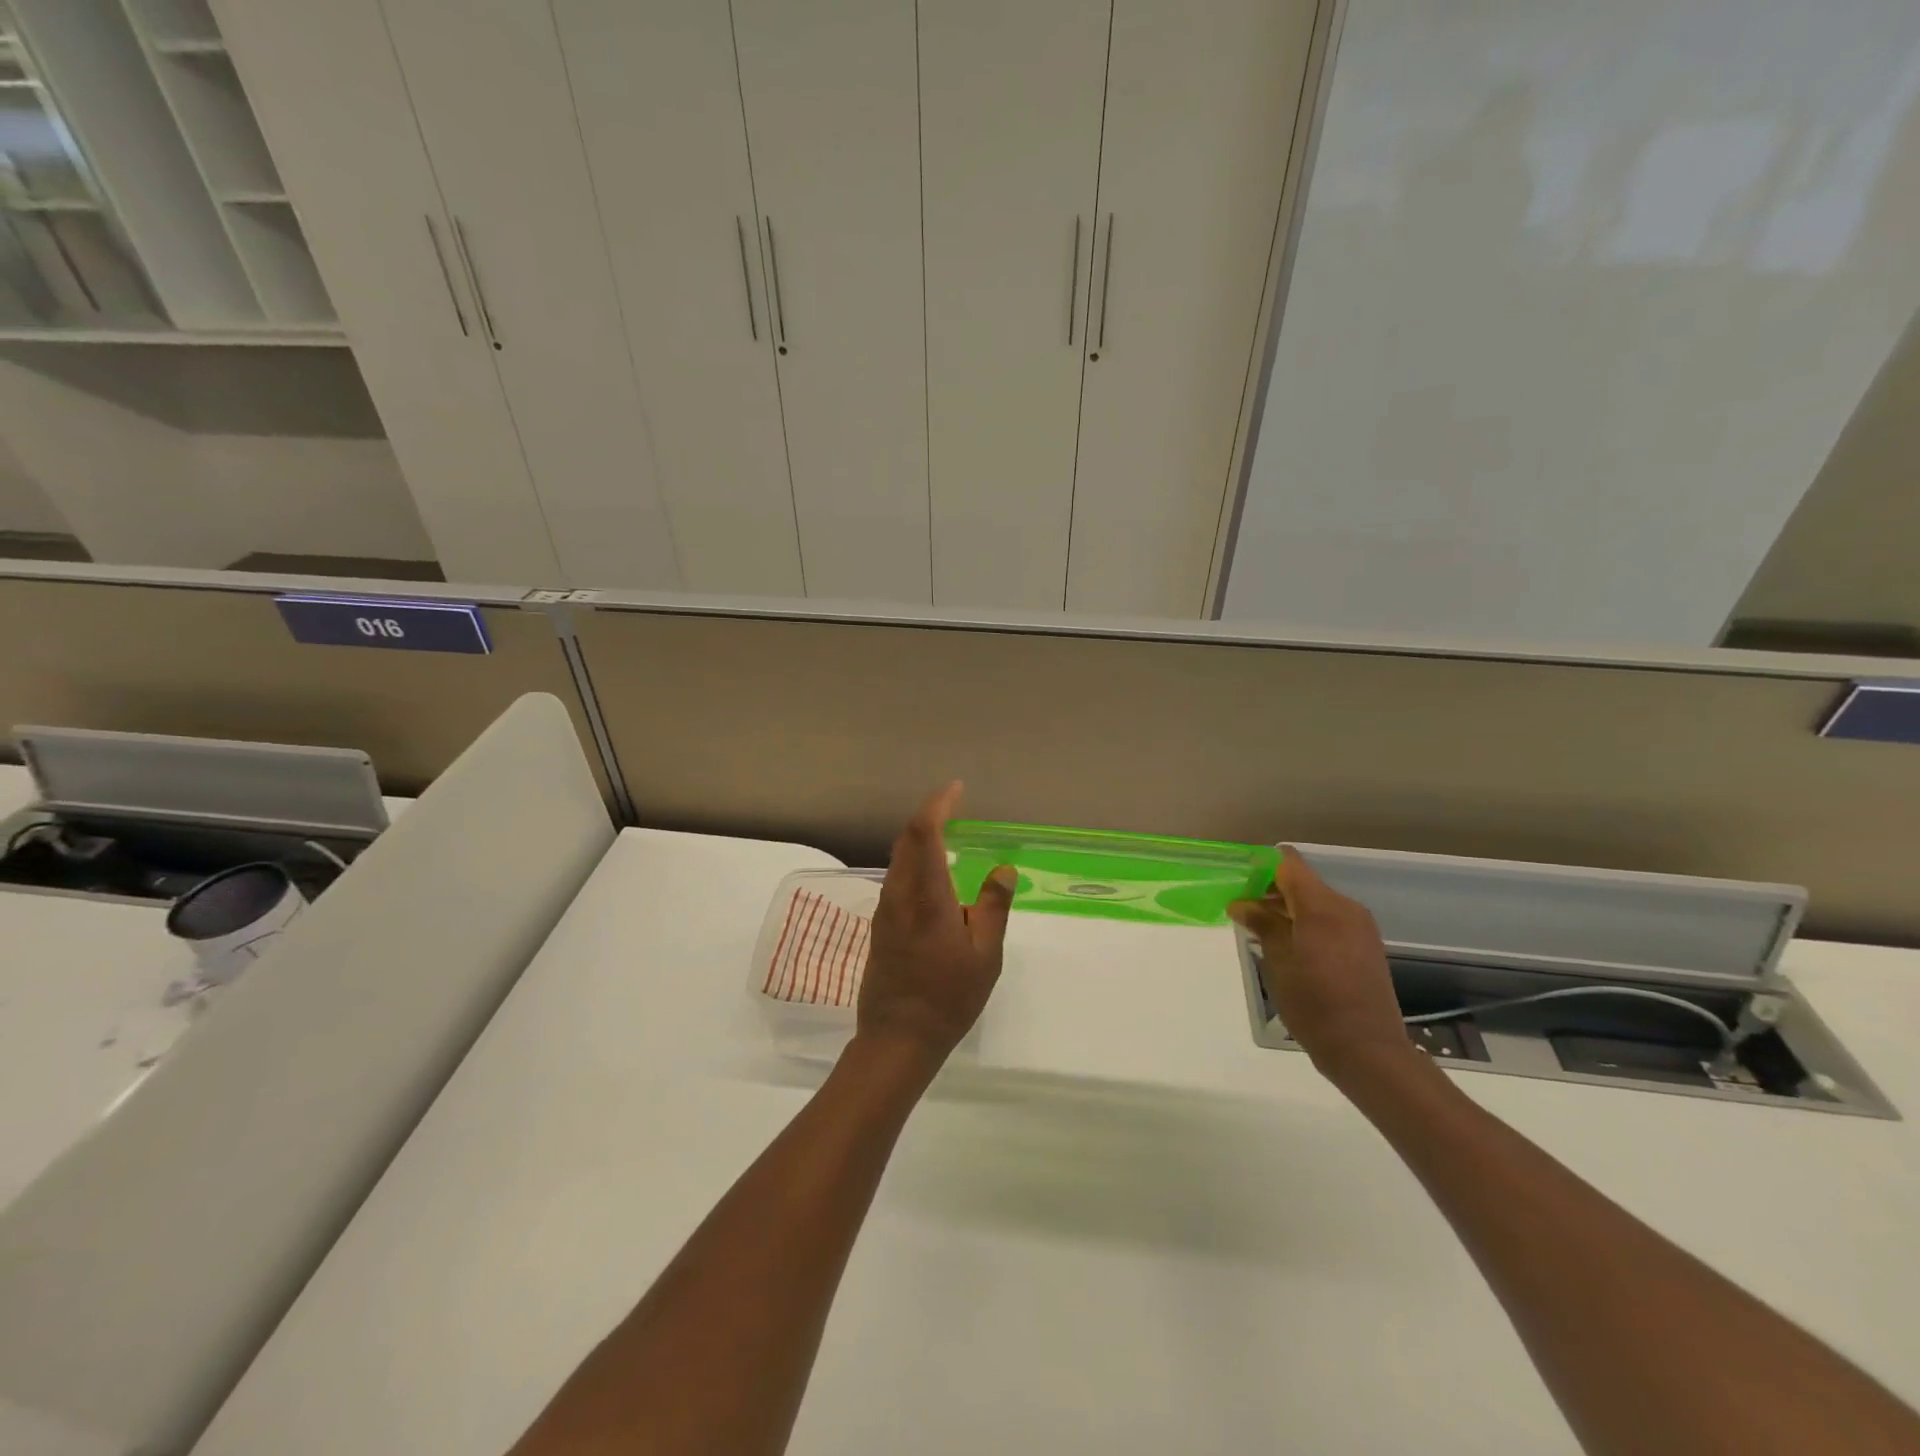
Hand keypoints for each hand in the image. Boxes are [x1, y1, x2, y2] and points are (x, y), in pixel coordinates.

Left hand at [856, 782, 1016, 1069]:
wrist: (897, 1038)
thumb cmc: (948, 997)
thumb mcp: (985, 955)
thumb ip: (993, 908)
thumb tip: (1003, 870)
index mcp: (926, 896)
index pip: (923, 833)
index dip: (938, 805)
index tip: (956, 790)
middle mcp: (899, 895)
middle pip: (907, 840)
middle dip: (929, 818)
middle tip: (956, 811)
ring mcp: (885, 910)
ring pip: (899, 860)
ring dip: (921, 841)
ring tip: (950, 840)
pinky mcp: (880, 926)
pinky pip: (897, 879)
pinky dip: (915, 864)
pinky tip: (935, 879)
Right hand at [1229, 849, 1412, 1087]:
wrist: (1367, 1050)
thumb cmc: (1314, 1003)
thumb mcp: (1278, 961)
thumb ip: (1262, 924)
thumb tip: (1241, 903)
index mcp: (1322, 905)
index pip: (1288, 862)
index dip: (1260, 866)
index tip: (1238, 882)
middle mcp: (1345, 907)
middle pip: (1301, 881)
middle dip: (1270, 890)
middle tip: (1243, 912)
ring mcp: (1359, 926)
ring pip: (1315, 901)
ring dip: (1288, 909)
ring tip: (1262, 933)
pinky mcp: (1365, 945)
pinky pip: (1330, 920)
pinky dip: (1307, 924)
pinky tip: (1289, 949)